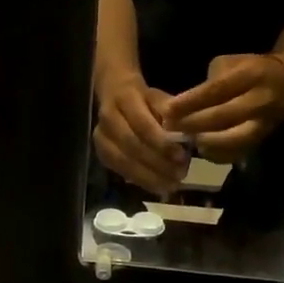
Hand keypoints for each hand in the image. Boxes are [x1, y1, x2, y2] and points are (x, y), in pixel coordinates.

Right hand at [94, 74, 188, 196]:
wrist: (115, 95)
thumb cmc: (144, 99)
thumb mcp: (160, 98)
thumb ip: (170, 115)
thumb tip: (183, 135)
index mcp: (124, 98)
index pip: (142, 124)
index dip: (161, 143)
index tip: (181, 157)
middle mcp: (107, 118)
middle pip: (132, 146)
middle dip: (157, 163)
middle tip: (179, 175)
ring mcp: (101, 138)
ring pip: (124, 162)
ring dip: (149, 177)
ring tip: (171, 185)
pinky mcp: (101, 154)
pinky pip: (121, 171)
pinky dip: (141, 181)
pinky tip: (158, 187)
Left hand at [165, 54, 283, 163]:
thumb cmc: (249, 70)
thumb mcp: (230, 64)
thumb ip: (208, 83)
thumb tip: (180, 105)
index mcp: (252, 74)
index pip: (217, 90)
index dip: (191, 102)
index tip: (168, 110)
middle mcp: (260, 100)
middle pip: (223, 117)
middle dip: (193, 124)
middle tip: (169, 128)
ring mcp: (264, 124)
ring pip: (231, 139)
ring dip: (204, 142)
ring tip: (184, 140)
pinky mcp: (261, 141)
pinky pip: (236, 153)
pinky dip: (215, 154)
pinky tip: (199, 149)